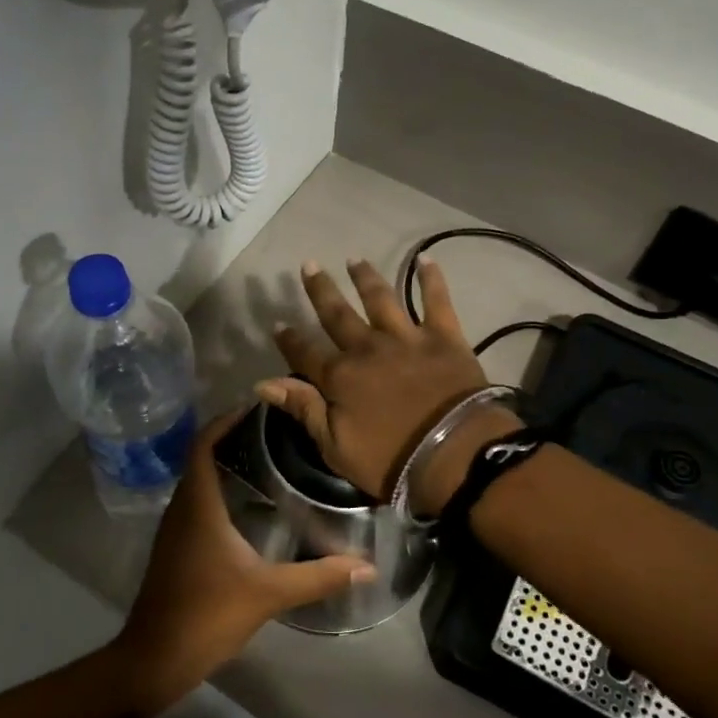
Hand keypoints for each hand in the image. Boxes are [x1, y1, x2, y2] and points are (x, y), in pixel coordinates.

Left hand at [114, 411, 373, 709]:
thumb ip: (318, 576)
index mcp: (198, 505)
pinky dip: (220, 492)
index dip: (226, 420)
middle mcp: (182, 508)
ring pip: (198, 482)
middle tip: (275, 432)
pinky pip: (197, 504)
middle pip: (202, 457)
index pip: (204, 444)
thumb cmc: (207, 614)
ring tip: (269, 461)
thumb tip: (367, 566)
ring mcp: (174, 530)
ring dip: (225, 465)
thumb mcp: (269, 593)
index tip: (257, 406)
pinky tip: (250, 508)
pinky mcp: (176, 549)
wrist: (155, 659)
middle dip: (232, 438)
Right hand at [259, 259, 521, 512]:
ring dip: (366, 278)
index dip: (290, 340)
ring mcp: (406, 338)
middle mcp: (368, 348)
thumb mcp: (335, 445)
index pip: (305, 353)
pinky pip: (436, 300)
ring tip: (355, 259)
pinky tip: (426, 259)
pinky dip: (431, 279)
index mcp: (340, 377)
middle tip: (309, 265)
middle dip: (321, 290)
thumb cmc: (392, 459)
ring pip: (381, 299)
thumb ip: (303, 408)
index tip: (278, 324)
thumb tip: (263, 383)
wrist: (454, 453)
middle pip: (338, 315)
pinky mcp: (444, 336)